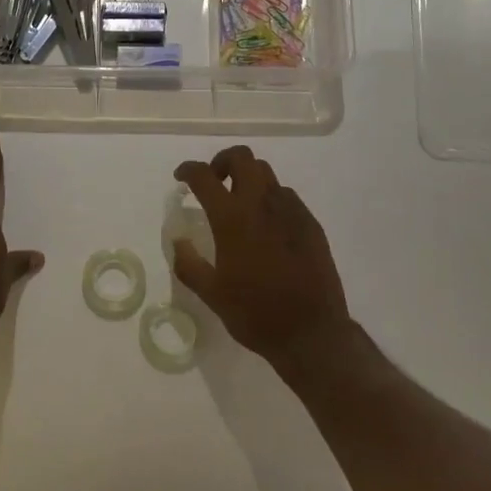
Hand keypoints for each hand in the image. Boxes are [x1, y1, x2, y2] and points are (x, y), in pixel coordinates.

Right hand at [172, 146, 350, 372]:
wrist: (312, 333)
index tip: (181, 178)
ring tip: (239, 204)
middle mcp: (262, 204)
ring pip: (266, 173)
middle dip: (222, 161)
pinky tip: (266, 227)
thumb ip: (188, 263)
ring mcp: (291, 210)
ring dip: (247, 178)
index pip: (204, 176)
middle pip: (242, 157)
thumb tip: (178, 241)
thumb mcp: (211, 294)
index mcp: (232, 219)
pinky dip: (269, 198)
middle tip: (214, 183)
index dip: (188, 170)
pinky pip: (286, 196)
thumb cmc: (255, 314)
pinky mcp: (310, 223)